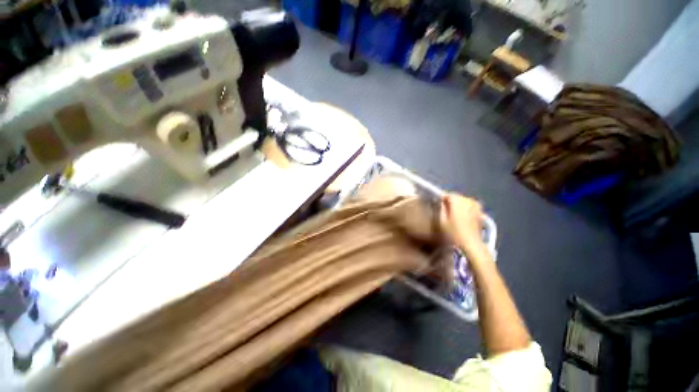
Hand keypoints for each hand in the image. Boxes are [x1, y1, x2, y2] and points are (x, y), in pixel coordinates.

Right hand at [440, 193, 486, 257]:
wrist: (471, 243)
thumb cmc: (453, 232)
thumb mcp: (441, 220)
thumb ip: (441, 208)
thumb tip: (441, 201)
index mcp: (457, 200)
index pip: (447, 194)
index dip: (441, 197)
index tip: (436, 202)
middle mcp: (468, 200)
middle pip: (456, 196)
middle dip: (450, 200)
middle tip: (443, 208)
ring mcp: (476, 205)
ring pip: (463, 200)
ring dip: (457, 204)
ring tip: (451, 211)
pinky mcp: (480, 211)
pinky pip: (469, 205)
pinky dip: (464, 208)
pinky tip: (461, 215)